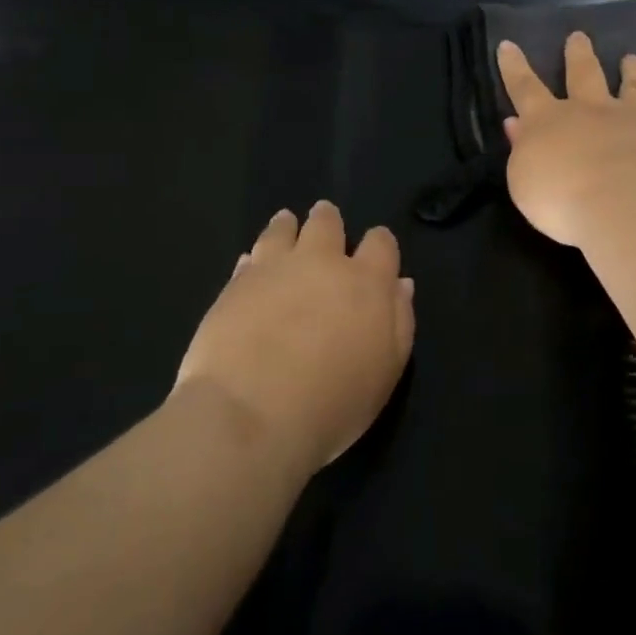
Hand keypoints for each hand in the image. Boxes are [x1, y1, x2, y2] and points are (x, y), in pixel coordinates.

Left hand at [174, 202, 414, 475]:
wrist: (251, 414)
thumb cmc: (332, 403)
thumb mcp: (385, 372)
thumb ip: (398, 323)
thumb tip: (400, 285)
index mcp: (367, 283)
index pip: (381, 244)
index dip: (380, 243)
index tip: (375, 248)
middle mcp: (322, 263)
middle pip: (327, 225)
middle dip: (329, 221)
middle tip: (326, 220)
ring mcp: (274, 268)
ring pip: (283, 230)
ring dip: (287, 225)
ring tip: (286, 223)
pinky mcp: (235, 283)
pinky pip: (248, 258)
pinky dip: (254, 258)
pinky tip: (251, 264)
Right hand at [497, 32, 635, 247]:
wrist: (623, 205)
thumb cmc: (560, 197)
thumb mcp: (523, 180)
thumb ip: (521, 150)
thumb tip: (517, 125)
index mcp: (549, 121)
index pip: (525, 88)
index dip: (514, 67)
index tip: (508, 44)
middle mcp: (591, 113)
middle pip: (584, 75)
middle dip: (578, 55)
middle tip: (578, 37)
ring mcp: (632, 124)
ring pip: (634, 90)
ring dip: (633, 73)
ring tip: (633, 58)